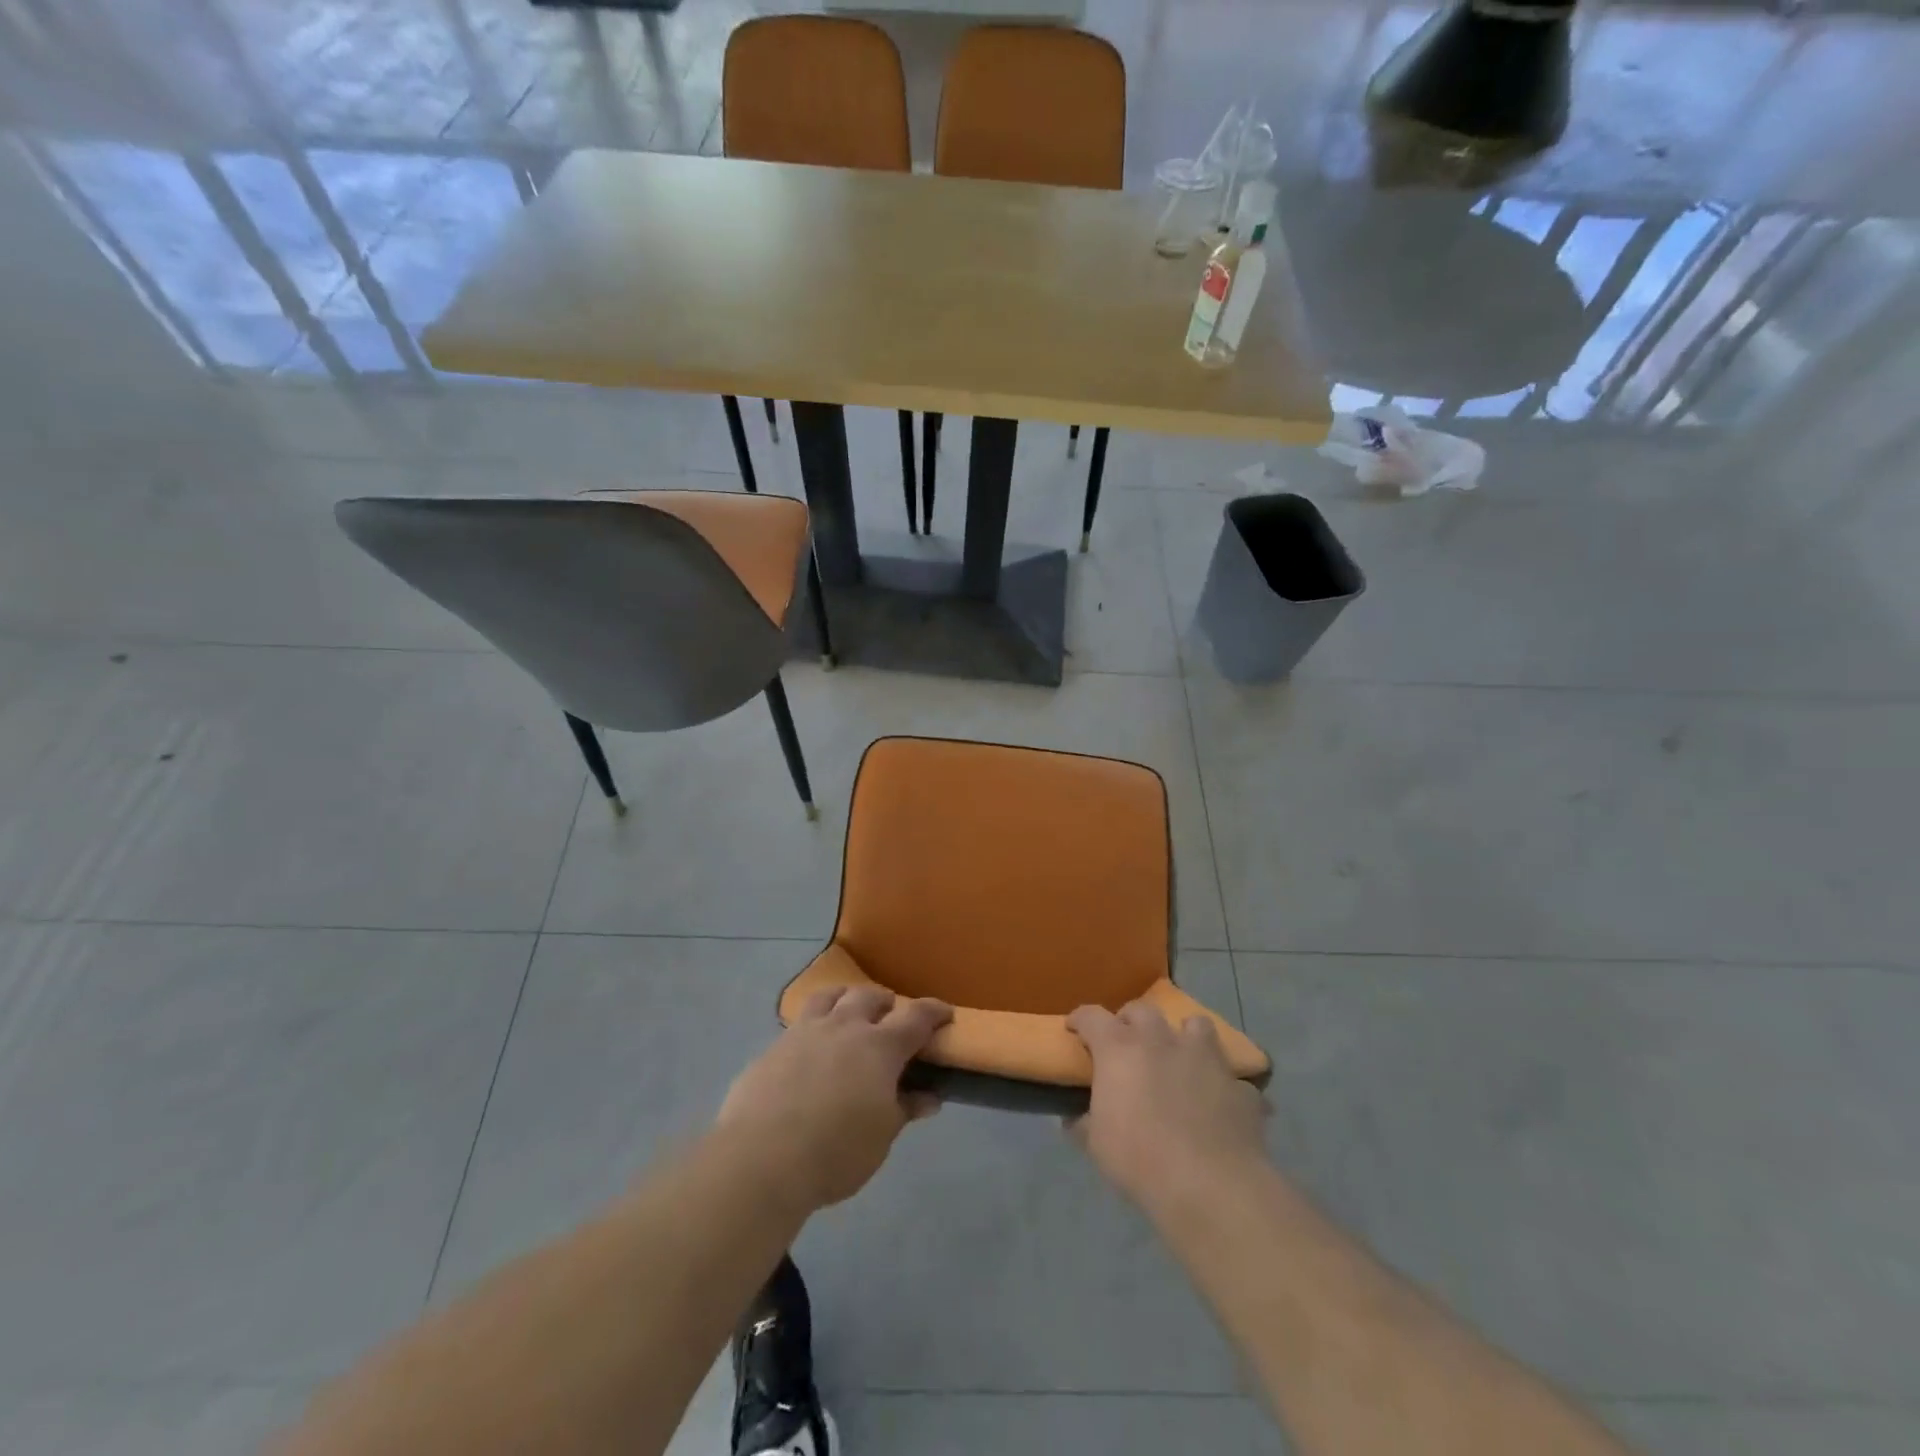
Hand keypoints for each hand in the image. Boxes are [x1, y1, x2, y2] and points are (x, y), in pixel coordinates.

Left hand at [717, 986, 952, 1211]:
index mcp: (879, 1047)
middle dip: (886, 1003)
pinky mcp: (774, 1046)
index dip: (934, 1012)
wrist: (761, 1157)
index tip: (945, 1014)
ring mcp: (805, 1031)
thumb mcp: (881, 1137)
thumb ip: (904, 1109)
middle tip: (892, 1017)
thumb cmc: (835, 1151)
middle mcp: (844, 1027)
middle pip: (870, 997)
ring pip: (830, 996)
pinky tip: (811, 1046)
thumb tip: (929, 1097)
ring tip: (849, 1011)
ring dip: (846, 998)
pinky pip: (800, 1021)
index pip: (916, 1017)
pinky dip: (814, 1024)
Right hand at [1067, 1002, 1268, 1211]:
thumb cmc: (1140, 1159)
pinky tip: (1218, 1104)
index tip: (1075, 1028)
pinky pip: (1230, 1076)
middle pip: (1142, 1010)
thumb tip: (1075, 1118)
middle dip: (1131, 1022)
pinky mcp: (1239, 1085)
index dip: (1080, 1019)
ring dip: (1184, 1036)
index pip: (1092, 1016)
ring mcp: (1205, 1058)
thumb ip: (1084, 1123)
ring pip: (1195, 1025)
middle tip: (1127, 1044)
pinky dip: (1221, 1085)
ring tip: (1180, 1057)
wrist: (1211, 1186)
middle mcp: (1161, 1040)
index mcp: (1120, 1048)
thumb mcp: (1096, 1145)